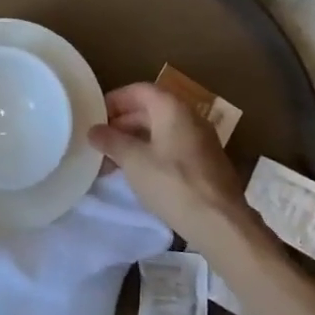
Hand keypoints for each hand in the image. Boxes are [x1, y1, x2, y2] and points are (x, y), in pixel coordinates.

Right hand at [89, 83, 244, 242]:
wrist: (221, 224)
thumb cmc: (173, 183)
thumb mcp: (133, 160)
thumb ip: (110, 141)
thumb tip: (93, 130)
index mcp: (172, 108)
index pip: (138, 90)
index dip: (115, 100)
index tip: (95, 116)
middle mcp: (190, 117)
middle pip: (150, 110)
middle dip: (122, 124)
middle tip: (100, 141)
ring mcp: (201, 141)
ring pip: (161, 131)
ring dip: (135, 141)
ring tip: (113, 161)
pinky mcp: (206, 164)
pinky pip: (172, 148)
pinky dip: (152, 154)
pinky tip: (138, 174)